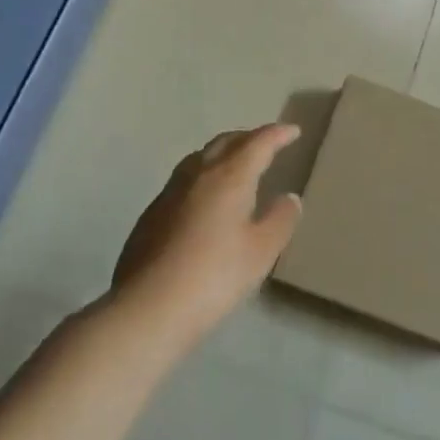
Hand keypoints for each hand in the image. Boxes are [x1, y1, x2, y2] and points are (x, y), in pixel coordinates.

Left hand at [111, 124, 303, 348]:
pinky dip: (203, 176)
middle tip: (266, 143)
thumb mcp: (260, 252)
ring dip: (223, 153)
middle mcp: (198, 174)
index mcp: (229, 176)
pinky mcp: (151, 214)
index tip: (293, 130)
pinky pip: (184, 179)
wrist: (146, 308)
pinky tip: (204, 199)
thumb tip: (289, 197)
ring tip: (236, 165)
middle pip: (226, 142)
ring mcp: (170, 192)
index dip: (277, 134)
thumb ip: (280, 220)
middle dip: (249, 138)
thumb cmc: (213, 276)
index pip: (258, 143)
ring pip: (200, 157)